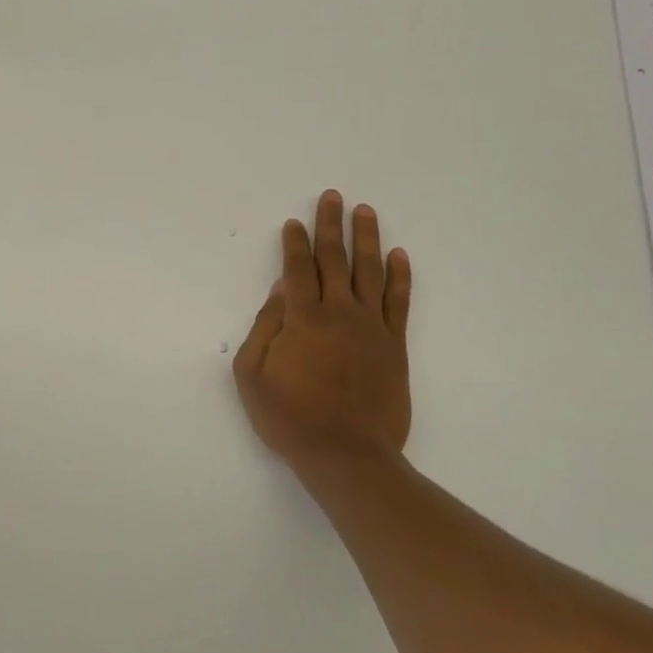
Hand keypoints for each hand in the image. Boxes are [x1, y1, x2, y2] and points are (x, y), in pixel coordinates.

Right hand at [233, 191, 413, 480]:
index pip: (297, 268)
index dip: (294, 243)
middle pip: (334, 259)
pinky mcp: (395, 345)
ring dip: (367, 238)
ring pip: (370, 271)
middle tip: (332, 197)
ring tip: (364, 211)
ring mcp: (372, 327)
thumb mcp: (253, 375)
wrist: (347, 455)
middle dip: (330, 226)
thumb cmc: (290, 417)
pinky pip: (399, 301)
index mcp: (302, 318)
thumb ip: (265, 327)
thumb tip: (281, 290)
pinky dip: (400, 276)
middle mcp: (339, 312)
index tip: (293, 222)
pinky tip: (399, 255)